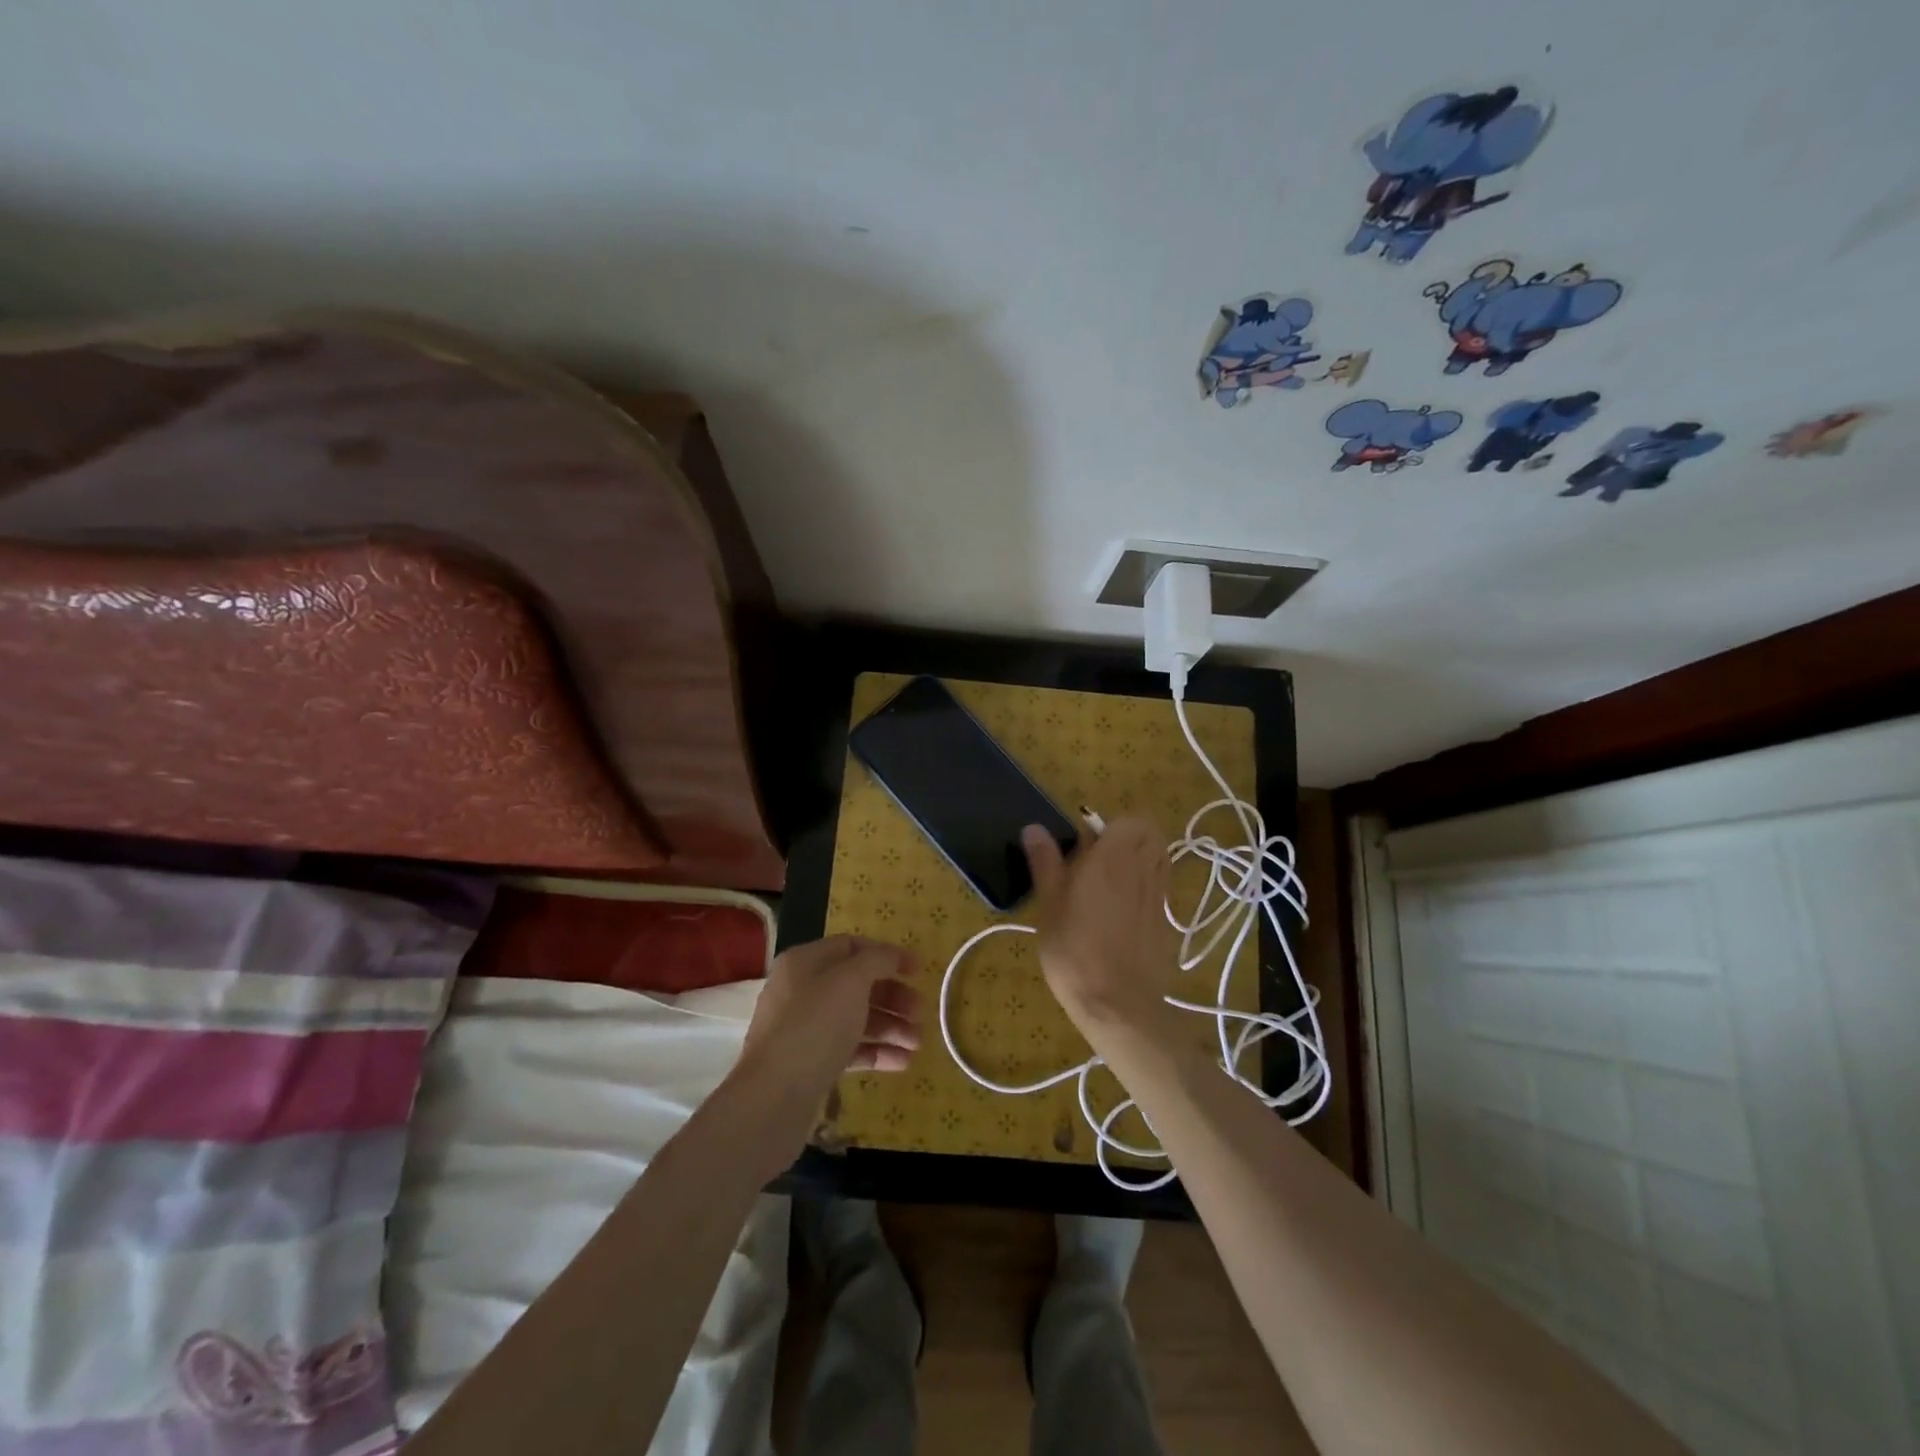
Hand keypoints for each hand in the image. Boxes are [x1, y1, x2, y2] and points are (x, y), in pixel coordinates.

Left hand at [737, 936, 921, 1101]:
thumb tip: (892, 955)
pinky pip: (849, 1049)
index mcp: (805, 962)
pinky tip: (902, 1063)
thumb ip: (877, 961)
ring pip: (855, 1019)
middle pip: (857, 985)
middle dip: (893, 997)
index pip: (852, 946)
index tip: (919, 971)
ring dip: (890, 1028)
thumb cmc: (815, 1026)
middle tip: (921, 1013)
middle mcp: (802, 990)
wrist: (773, 1098)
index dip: (888, 955)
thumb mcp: (850, 982)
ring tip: (918, 1044)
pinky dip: (876, 1052)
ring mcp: (804, 1029)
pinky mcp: (810, 1063)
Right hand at [1021, 819, 1177, 1041]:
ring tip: (1110, 882)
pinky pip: (1159, 888)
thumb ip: (1045, 862)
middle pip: (1150, 836)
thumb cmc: (1074, 951)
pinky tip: (1121, 913)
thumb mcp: (1049, 905)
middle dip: (1129, 838)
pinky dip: (1145, 887)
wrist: (1118, 1004)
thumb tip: (1034, 827)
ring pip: (1158, 860)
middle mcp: (1142, 869)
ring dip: (1139, 860)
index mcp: (1112, 858)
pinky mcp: (1166, 921)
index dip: (1108, 827)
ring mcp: (1158, 896)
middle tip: (1099, 859)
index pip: (1128, 821)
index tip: (1085, 845)